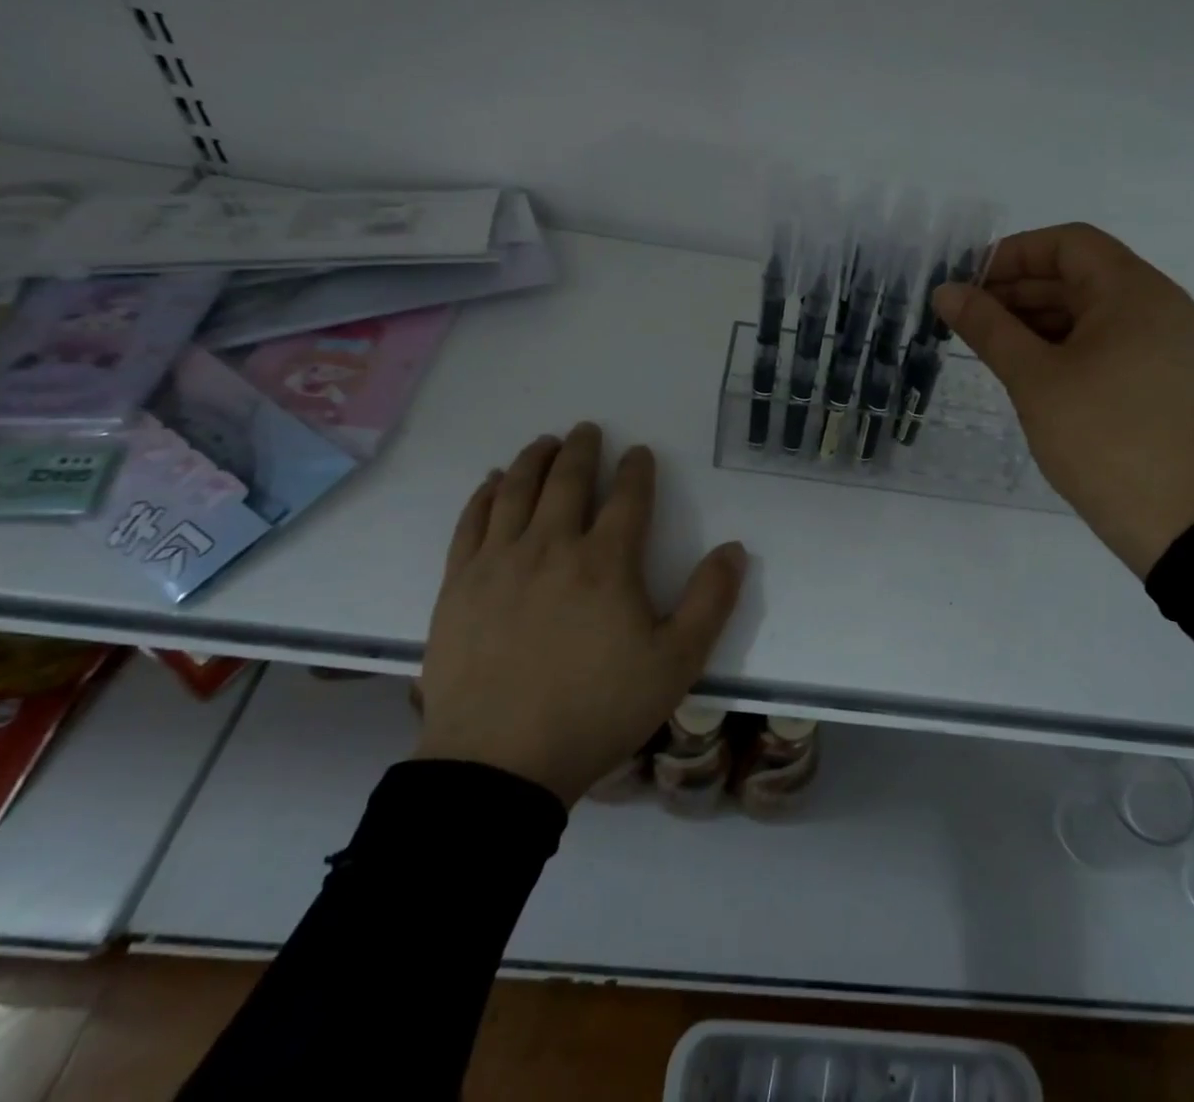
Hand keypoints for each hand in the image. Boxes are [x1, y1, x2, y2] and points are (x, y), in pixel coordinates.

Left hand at [414, 422, 747, 803]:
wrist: (500, 764)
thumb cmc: (597, 711)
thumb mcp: (676, 663)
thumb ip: (711, 602)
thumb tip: (734, 549)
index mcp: (606, 563)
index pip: (628, 497)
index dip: (636, 469)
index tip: (639, 453)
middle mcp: (551, 547)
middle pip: (567, 480)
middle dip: (581, 450)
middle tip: (587, 429)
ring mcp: (498, 563)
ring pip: (517, 491)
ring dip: (534, 460)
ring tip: (544, 442)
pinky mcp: (458, 585)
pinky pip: (471, 523)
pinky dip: (486, 494)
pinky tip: (494, 482)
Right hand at [933, 223, 1193, 577]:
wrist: (1179, 524)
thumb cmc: (1102, 440)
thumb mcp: (1035, 380)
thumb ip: (988, 328)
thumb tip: (945, 291)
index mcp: (1137, 292)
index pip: (1069, 244)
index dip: (1013, 255)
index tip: (969, 283)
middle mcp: (1164, 306)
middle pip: (1083, 277)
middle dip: (1021, 291)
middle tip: (969, 319)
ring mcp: (1173, 345)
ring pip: (1097, 313)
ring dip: (1042, 321)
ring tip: (992, 346)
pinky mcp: (1171, 380)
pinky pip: (1113, 343)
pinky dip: (1070, 347)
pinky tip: (1033, 371)